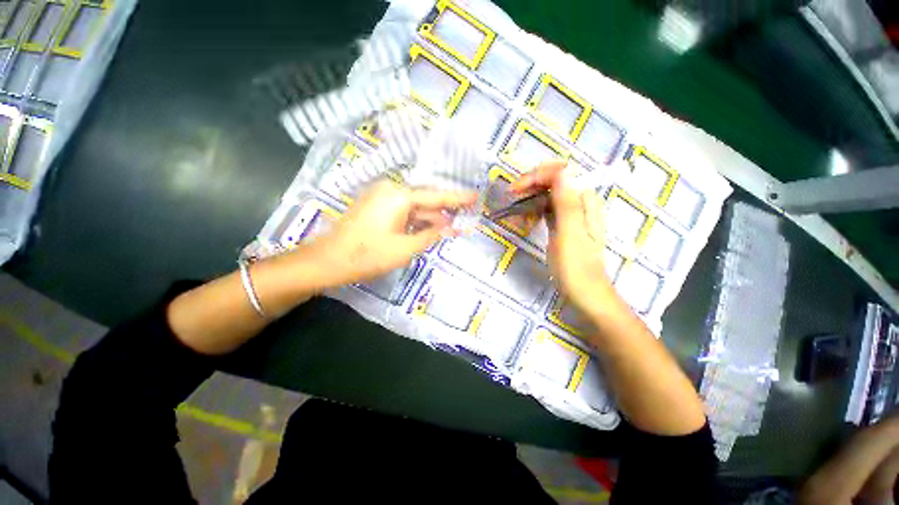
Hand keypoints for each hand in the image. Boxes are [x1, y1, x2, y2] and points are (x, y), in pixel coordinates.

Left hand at [311, 179, 476, 285]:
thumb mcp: (406, 248)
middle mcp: (390, 190)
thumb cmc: (368, 255)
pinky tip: (429, 228)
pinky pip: (403, 211)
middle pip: (425, 199)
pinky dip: (416, 220)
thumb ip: (431, 235)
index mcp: (399, 196)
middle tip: (464, 215)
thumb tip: (449, 227)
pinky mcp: (376, 207)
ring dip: (431, 218)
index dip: (457, 198)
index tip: (475, 196)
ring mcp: (381, 198)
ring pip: (414, 206)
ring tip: (451, 227)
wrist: (328, 260)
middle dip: (445, 210)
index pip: (436, 196)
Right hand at [510, 160, 615, 316]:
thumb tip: (563, 170)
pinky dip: (533, 210)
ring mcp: (571, 214)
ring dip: (530, 197)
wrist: (584, 293)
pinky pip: (546, 208)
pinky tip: (524, 219)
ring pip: (548, 194)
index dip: (537, 175)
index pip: (561, 172)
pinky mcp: (562, 225)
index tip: (515, 189)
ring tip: (514, 210)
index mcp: (585, 200)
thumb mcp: (569, 234)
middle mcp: (580, 202)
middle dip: (531, 184)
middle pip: (554, 180)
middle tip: (511, 197)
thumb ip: (567, 202)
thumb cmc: (576, 266)